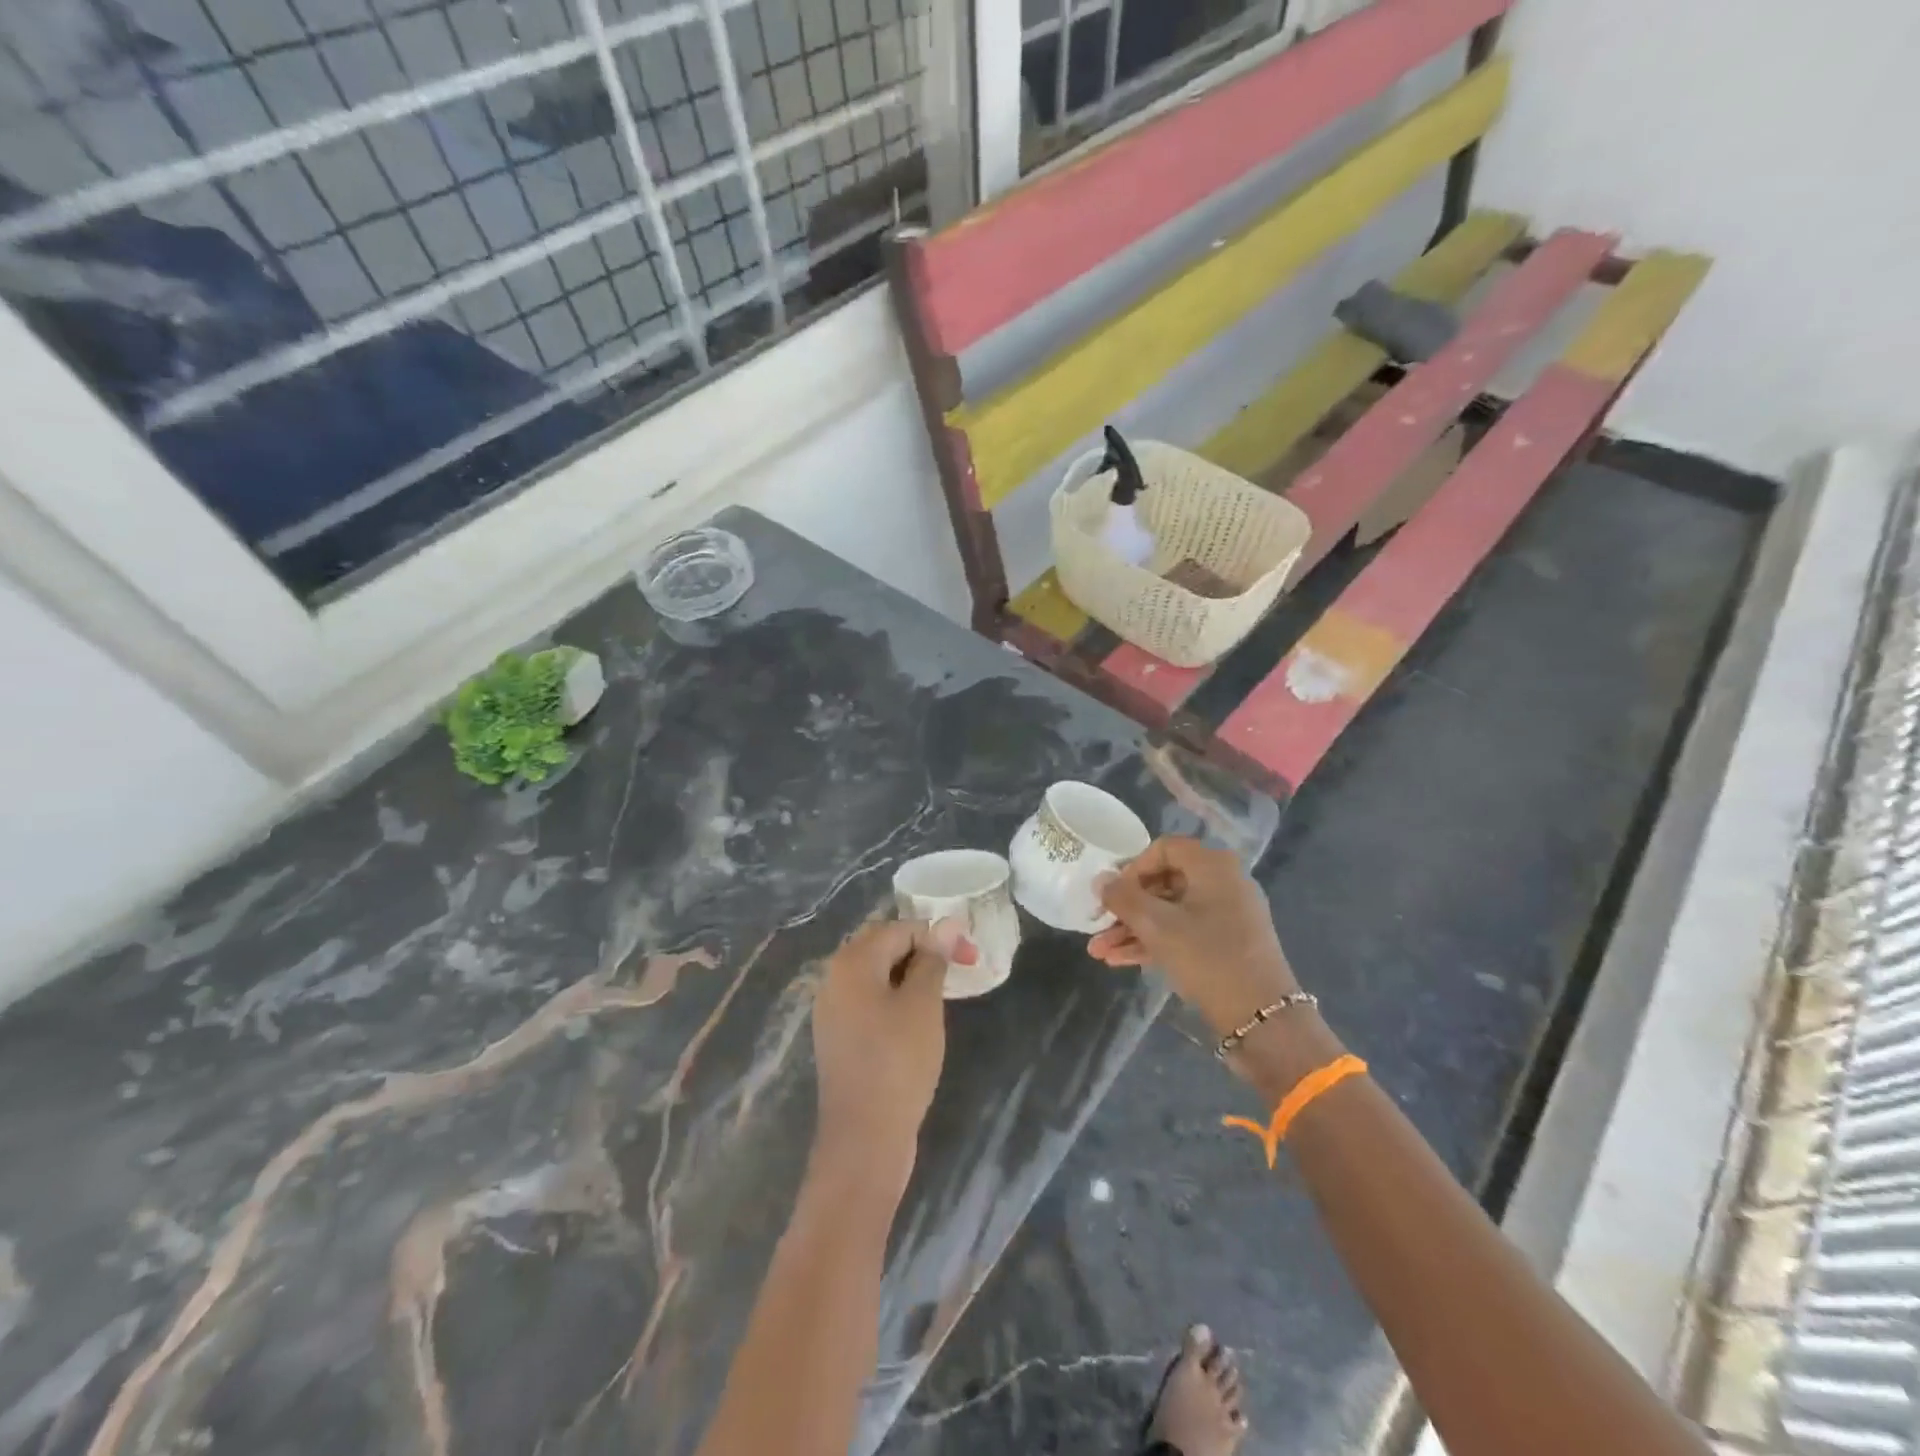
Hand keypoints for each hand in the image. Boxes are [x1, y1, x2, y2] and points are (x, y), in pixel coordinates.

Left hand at [811, 919, 972, 1189]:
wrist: (864, 1140)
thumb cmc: (898, 1063)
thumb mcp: (923, 1004)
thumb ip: (933, 960)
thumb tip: (947, 923)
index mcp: (852, 962)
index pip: (900, 929)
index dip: (937, 937)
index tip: (971, 958)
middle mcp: (834, 978)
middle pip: (883, 946)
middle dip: (923, 952)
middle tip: (958, 971)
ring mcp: (832, 1009)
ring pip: (876, 974)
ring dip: (910, 976)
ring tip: (941, 995)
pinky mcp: (838, 1036)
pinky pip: (868, 1000)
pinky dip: (894, 999)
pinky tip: (916, 1020)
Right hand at [1089, 837, 1298, 1037]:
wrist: (1262, 1018)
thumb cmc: (1208, 958)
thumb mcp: (1157, 926)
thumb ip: (1123, 898)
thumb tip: (1100, 880)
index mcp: (1213, 866)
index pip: (1163, 848)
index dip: (1132, 868)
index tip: (1112, 894)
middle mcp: (1223, 882)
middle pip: (1164, 882)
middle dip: (1126, 907)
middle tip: (1098, 925)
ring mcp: (1227, 914)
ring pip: (1170, 911)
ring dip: (1133, 929)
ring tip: (1099, 951)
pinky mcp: (1226, 943)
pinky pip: (1183, 931)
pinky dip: (1154, 942)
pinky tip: (1119, 960)